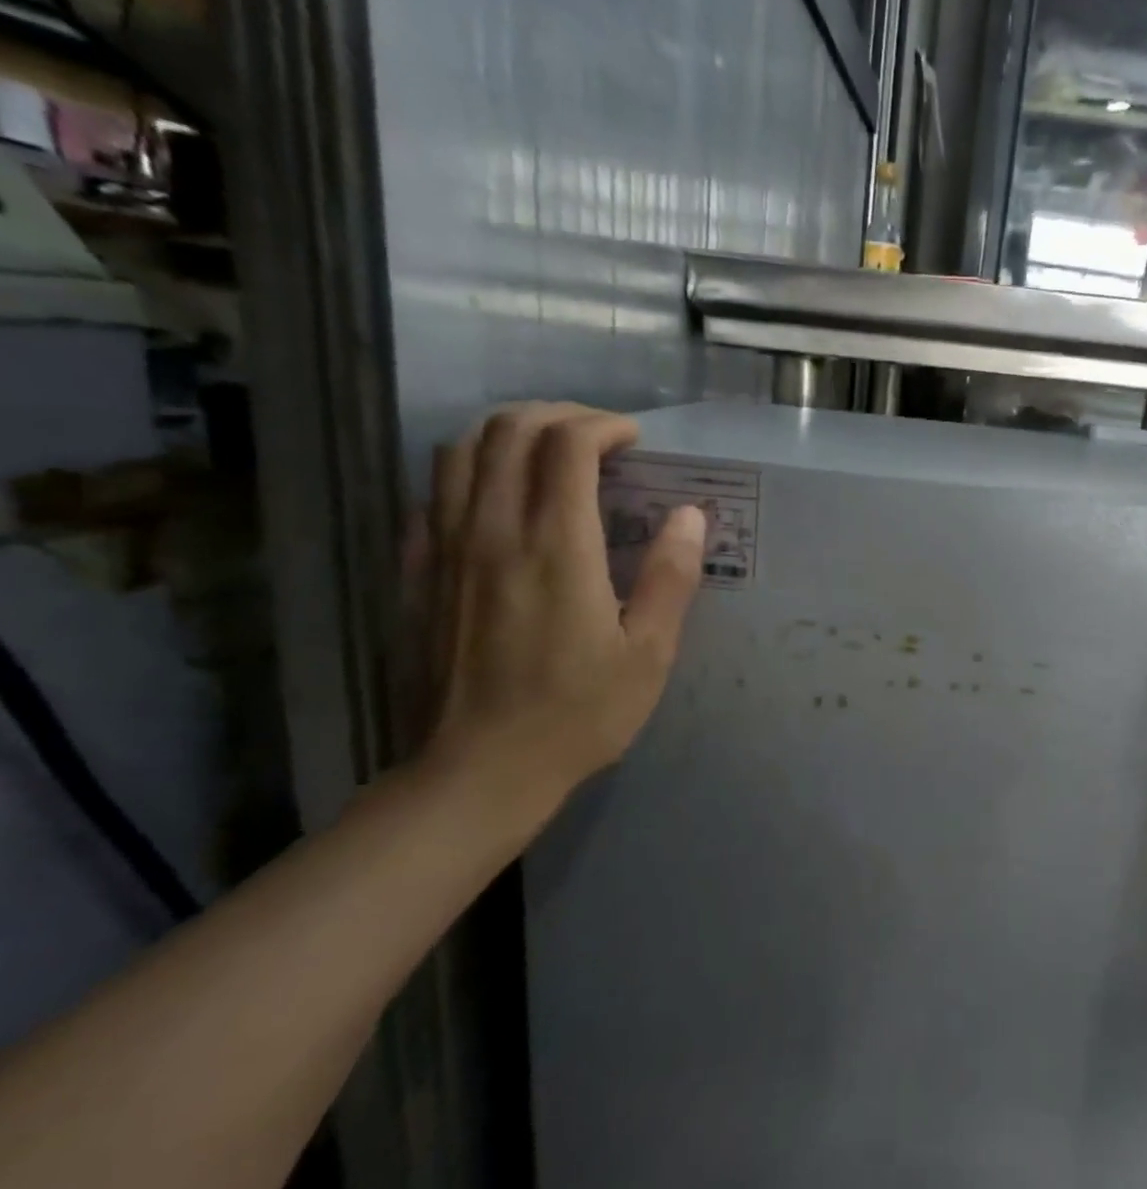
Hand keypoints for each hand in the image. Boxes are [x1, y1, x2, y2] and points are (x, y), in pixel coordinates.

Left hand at [417, 402, 705, 827]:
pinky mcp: (416, 573)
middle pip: (509, 430)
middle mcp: (492, 531)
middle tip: (596, 439)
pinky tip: (499, 498)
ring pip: (461, 450)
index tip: (633, 441)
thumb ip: (670, 577)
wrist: (477, 772)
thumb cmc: (577, 715)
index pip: (567, 445)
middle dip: (558, 416)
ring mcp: (443, 549)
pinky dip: (471, 471)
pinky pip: (434, 493)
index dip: (603, 426)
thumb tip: (688, 515)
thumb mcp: (648, 654)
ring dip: (509, 434)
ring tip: (548, 455)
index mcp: (556, 548)